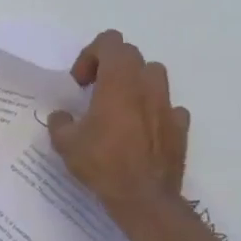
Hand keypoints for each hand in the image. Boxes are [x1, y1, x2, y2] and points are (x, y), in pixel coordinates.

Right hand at [47, 30, 191, 221]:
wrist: (143, 198)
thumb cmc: (102, 163)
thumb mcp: (65, 143)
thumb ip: (60, 122)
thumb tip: (62, 116)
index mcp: (119, 81)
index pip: (110, 42)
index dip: (90, 55)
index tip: (79, 83)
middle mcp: (147, 86)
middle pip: (131, 56)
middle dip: (110, 68)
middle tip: (94, 93)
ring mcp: (168, 105)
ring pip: (154, 76)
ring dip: (135, 84)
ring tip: (119, 109)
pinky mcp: (180, 127)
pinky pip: (168, 107)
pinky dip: (154, 111)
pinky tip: (140, 132)